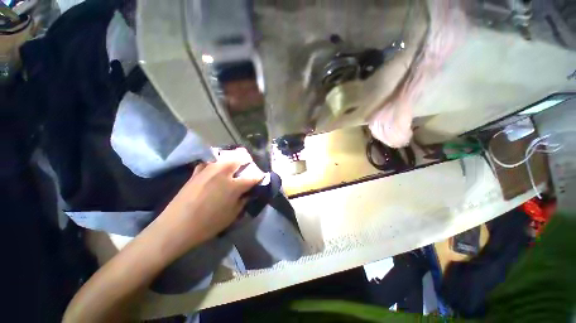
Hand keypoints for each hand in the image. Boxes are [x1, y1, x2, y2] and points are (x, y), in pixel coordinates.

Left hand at [150, 148, 263, 260]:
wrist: (175, 227)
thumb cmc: (207, 225)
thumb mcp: (231, 216)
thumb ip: (243, 201)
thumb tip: (248, 193)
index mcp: (234, 185)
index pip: (253, 177)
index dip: (260, 177)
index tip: (261, 178)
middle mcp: (222, 173)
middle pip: (239, 158)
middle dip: (247, 160)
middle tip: (248, 166)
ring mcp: (208, 170)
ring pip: (225, 157)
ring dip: (232, 159)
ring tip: (233, 166)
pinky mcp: (196, 172)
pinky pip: (209, 163)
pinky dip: (215, 164)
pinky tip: (214, 171)